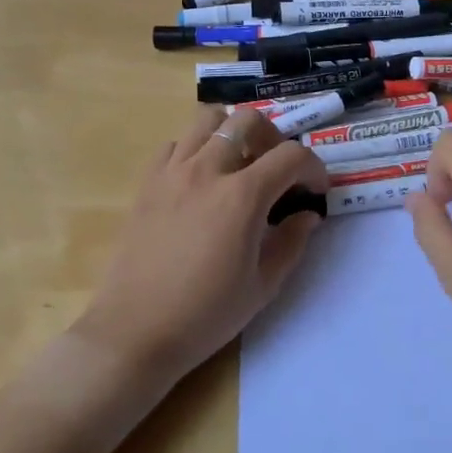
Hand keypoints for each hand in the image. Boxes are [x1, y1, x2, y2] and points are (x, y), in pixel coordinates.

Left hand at [72, 107, 326, 379]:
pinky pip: (176, 144)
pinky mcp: (147, 183)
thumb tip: (307, 215)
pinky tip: (203, 180)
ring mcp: (172, 173)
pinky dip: (197, 149)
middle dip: (274, 137)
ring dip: (233, 133)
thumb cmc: (205, 315)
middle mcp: (207, 171)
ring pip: (208, 119)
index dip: (314, 168)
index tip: (317, 190)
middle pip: (248, 119)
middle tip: (278, 170)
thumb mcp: (263, 285)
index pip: (291, 155)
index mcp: (242, 197)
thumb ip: (291, 242)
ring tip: (241, 164)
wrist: (135, 332)